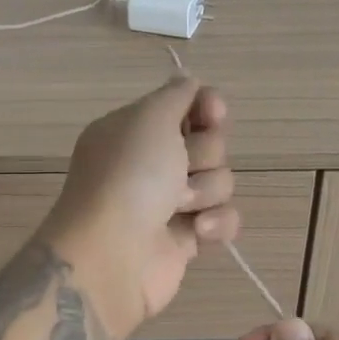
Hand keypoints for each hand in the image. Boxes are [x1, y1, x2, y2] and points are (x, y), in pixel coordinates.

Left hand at [39, 78, 240, 339]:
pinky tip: (197, 232)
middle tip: (181, 169)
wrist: (113, 255)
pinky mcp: (187, 239)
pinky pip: (225, 220)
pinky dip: (216, 224)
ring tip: (179, 207)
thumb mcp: (149, 118)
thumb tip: (190, 84)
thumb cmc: (129, 177)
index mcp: (135, 130)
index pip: (186, 106)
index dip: (206, 107)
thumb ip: (176, 95)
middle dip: (204, 154)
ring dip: (206, 191)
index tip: (212, 113)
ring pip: (221, 182)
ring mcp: (169, 203)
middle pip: (210, 143)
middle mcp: (151, 163)